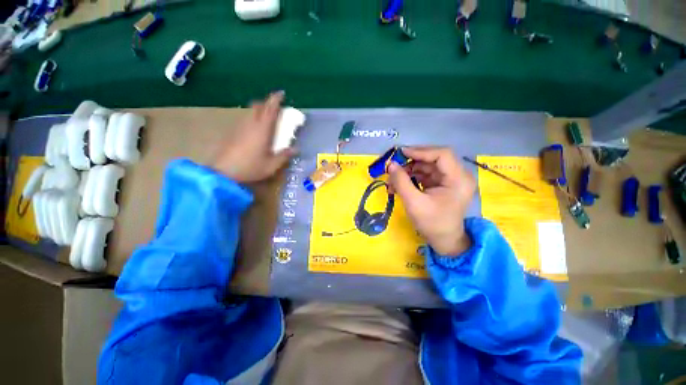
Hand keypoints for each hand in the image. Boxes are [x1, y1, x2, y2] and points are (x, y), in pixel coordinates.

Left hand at [212, 91, 295, 182]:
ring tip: (266, 119)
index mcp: (262, 130)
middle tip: (275, 109)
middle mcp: (250, 124)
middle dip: (267, 103)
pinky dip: (252, 118)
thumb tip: (296, 149)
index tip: (281, 93)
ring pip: (250, 111)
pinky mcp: (232, 132)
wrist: (223, 172)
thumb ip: (284, 156)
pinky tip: (254, 131)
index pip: (270, 109)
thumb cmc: (251, 168)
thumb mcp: (272, 165)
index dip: (275, 99)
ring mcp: (239, 127)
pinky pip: (245, 119)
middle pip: (258, 106)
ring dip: (259, 110)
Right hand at [388, 147, 475, 255]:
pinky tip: (399, 184)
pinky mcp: (442, 184)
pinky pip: (425, 174)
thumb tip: (390, 164)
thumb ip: (401, 181)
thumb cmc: (432, 223)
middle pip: (433, 159)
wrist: (444, 240)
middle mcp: (458, 175)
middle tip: (394, 166)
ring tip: (393, 180)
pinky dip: (411, 177)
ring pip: (427, 166)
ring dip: (409, 171)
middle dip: (411, 162)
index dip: (420, 151)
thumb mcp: (413, 202)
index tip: (400, 153)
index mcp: (458, 179)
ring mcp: (450, 179)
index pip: (441, 155)